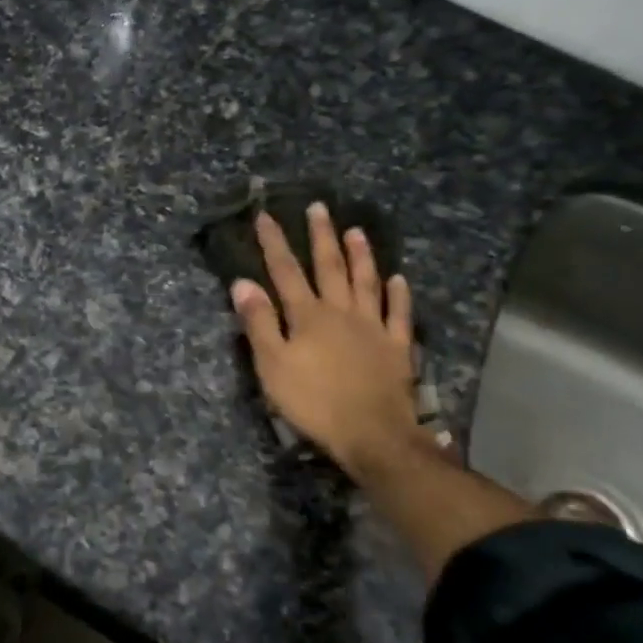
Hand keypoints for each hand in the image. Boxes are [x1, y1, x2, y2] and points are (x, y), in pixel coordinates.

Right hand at [230, 204, 424, 483]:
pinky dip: (399, 295)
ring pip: (366, 282)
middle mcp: (341, 312)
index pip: (286, 271)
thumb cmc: (313, 402)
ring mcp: (373, 327)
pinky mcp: (397, 347)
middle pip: (330, 267)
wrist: (371, 434)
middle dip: (321, 236)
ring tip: (356, 231)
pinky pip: (398, 314)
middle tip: (319, 208)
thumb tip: (243, 283)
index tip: (266, 215)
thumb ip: (259, 323)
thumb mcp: (272, 365)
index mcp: (308, 316)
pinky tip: (399, 279)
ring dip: (361, 256)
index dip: (275, 242)